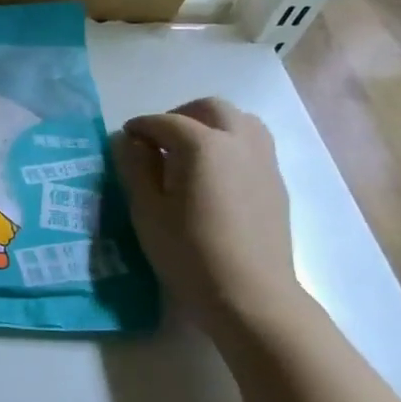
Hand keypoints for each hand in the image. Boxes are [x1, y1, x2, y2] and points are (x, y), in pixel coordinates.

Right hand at [115, 97, 299, 332]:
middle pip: (210, 108)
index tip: (124, 137)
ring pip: (240, 120)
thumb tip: (130, 142)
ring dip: (210, 124)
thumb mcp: (146, 210)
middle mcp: (238, 141)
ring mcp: (264, 160)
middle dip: (179, 115)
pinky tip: (213, 173)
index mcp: (202, 145)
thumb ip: (136, 168)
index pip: (165, 122)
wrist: (249, 293)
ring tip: (188, 151)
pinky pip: (253, 143)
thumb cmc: (187, 251)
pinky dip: (230, 142)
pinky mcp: (276, 181)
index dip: (140, 127)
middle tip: (157, 139)